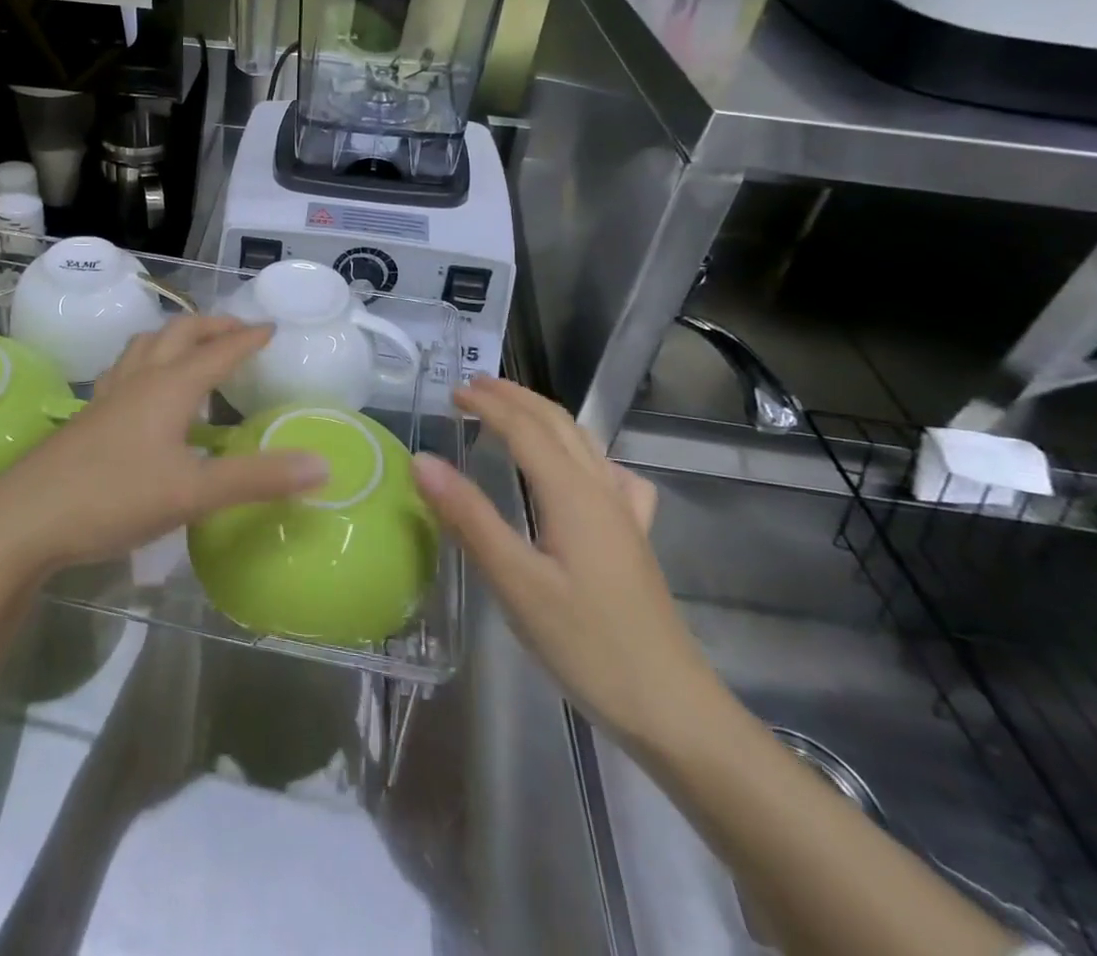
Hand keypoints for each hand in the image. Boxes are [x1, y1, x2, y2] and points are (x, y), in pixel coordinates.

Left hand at [0, 316, 326, 580]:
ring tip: (194, 347)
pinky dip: (149, 360)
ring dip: (177, 336)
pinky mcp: (89, 415)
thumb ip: (258, 479)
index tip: (273, 327)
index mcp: (169, 387)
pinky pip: (126, 369)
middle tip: (240, 331)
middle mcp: (140, 379)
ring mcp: (109, 395)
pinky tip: (146, 387)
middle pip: (180, 333)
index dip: (248, 338)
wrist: (24, 519)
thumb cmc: (113, 499)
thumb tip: (322, 465)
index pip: (218, 351)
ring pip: (146, 345)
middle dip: (213, 325)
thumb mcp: (194, 494)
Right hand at [410, 377, 719, 747]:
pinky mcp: (633, 540)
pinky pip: (608, 475)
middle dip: (516, 398)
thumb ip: (469, 518)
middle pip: (558, 425)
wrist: (673, 709)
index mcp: (573, 494)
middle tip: (475, 387)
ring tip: (512, 411)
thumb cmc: (588, 646)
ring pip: (584, 444)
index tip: (452, 393)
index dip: (489, 405)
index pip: (525, 430)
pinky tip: (579, 471)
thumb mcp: (516, 583)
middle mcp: (601, 491)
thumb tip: (422, 460)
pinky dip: (582, 453)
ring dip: (544, 417)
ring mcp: (624, 515)